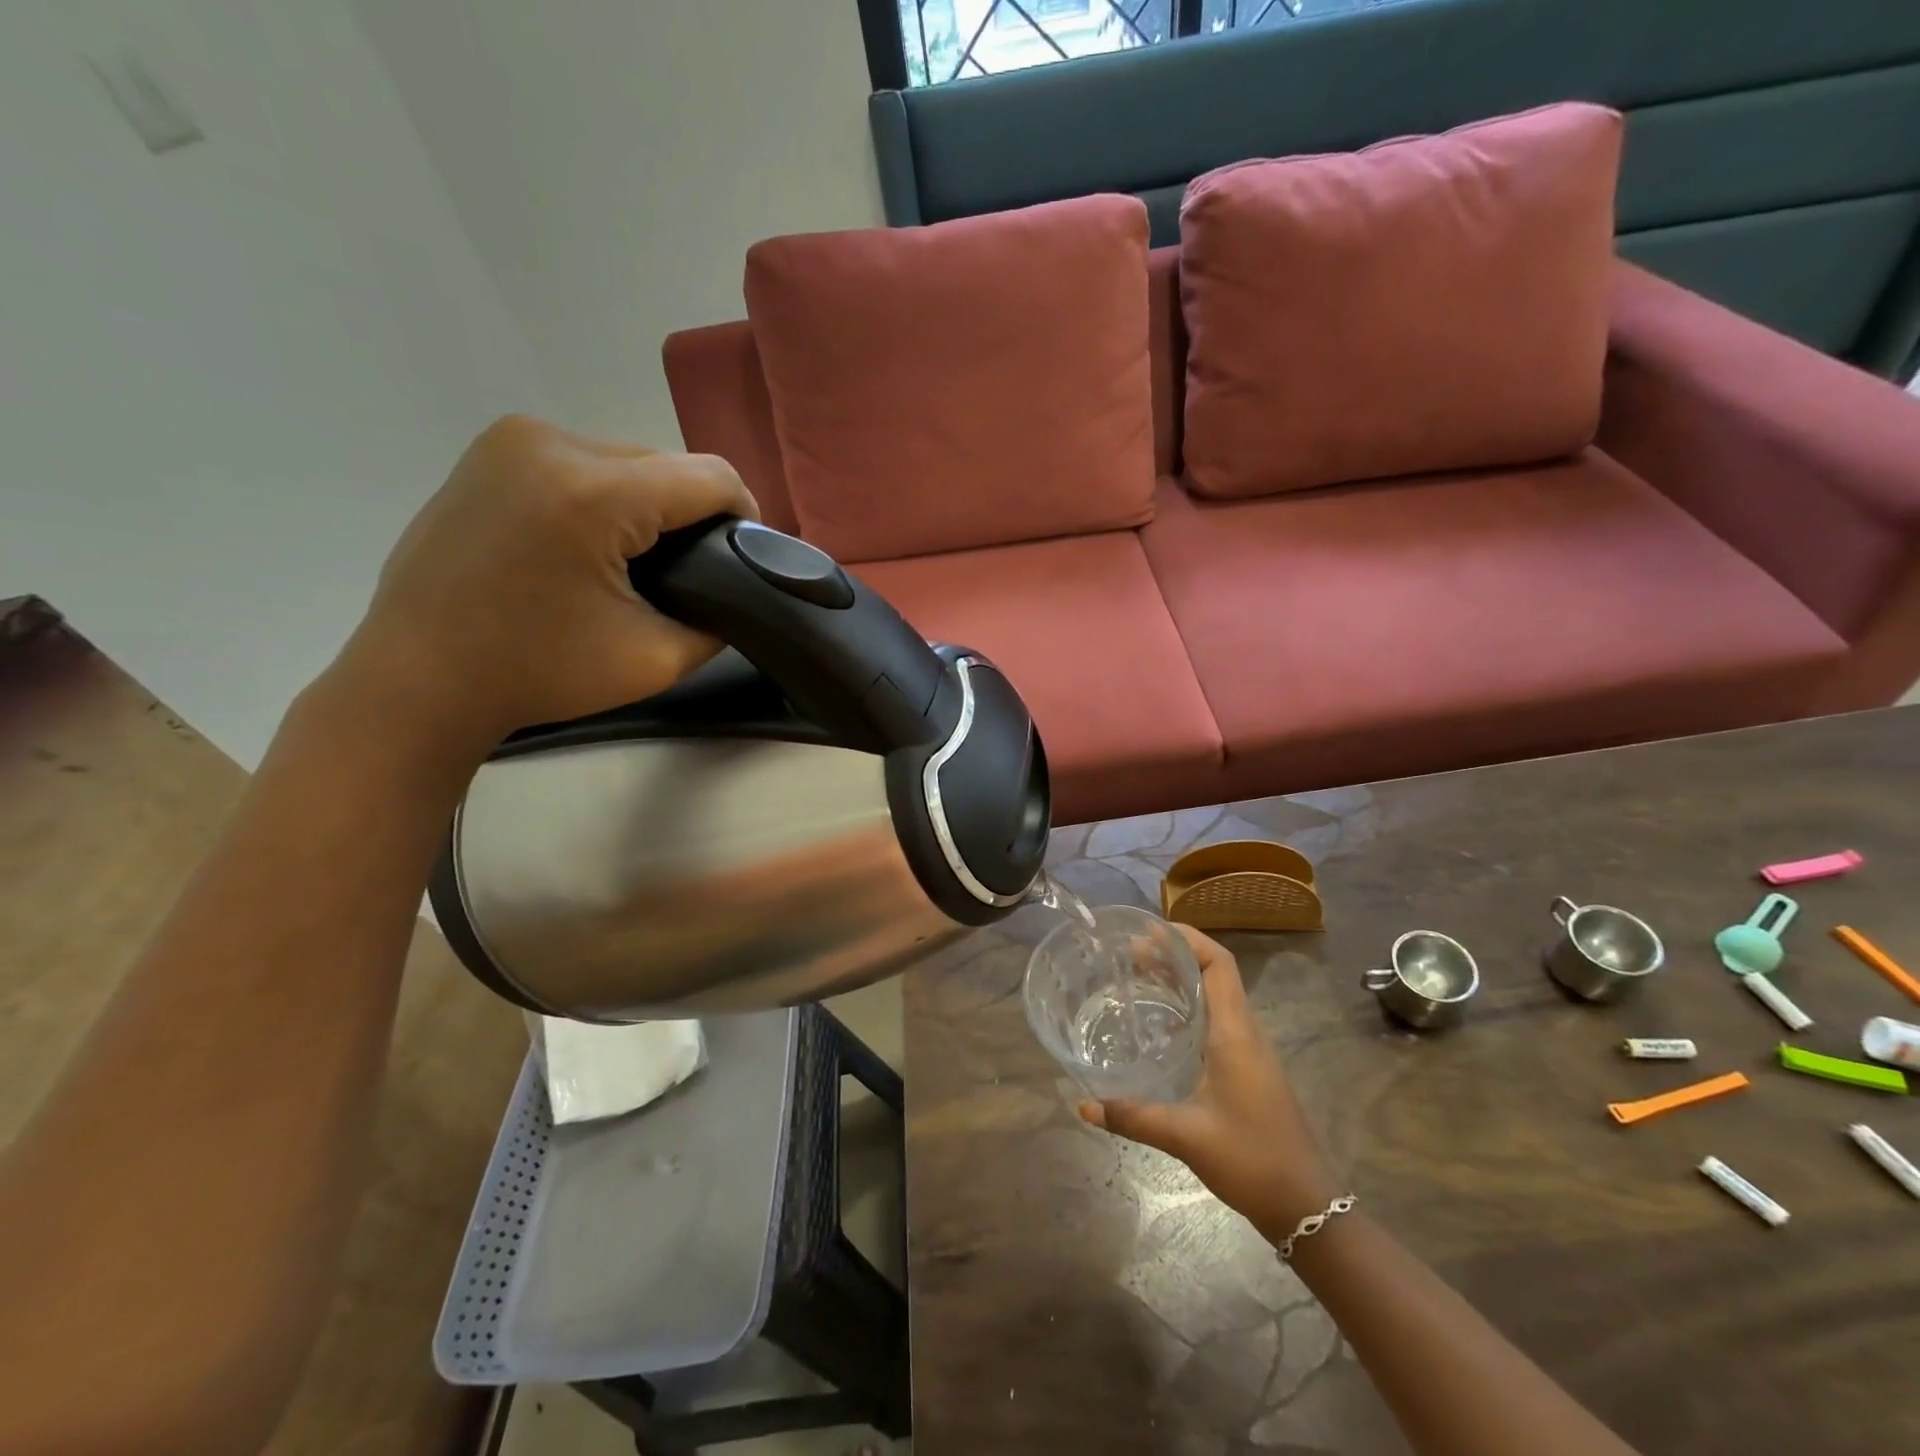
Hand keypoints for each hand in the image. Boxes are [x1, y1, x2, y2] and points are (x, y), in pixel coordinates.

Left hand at [337, 416, 756, 747]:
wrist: (418, 678)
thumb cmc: (539, 674)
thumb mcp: (656, 660)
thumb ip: (716, 619)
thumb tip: (734, 590)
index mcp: (594, 493)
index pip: (711, 477)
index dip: (744, 516)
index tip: (743, 559)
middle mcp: (552, 443)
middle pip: (667, 463)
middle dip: (690, 513)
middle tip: (689, 571)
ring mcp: (513, 439)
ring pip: (626, 459)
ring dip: (648, 504)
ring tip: (637, 560)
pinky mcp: (491, 450)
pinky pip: (582, 461)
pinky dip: (605, 496)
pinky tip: (591, 542)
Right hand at [1080, 925, 1338, 1237]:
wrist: (1306, 1205)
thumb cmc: (1251, 1159)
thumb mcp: (1185, 1136)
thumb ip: (1132, 1116)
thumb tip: (1083, 1105)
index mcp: (1235, 1033)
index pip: (1218, 963)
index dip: (1187, 939)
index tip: (1148, 932)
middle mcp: (1246, 1031)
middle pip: (1215, 973)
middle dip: (1175, 955)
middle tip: (1130, 955)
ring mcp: (1251, 1050)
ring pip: (1217, 995)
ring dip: (1182, 980)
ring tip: (1139, 979)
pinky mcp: (1249, 1068)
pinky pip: (1218, 1019)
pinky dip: (1189, 1007)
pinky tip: (1161, 1026)